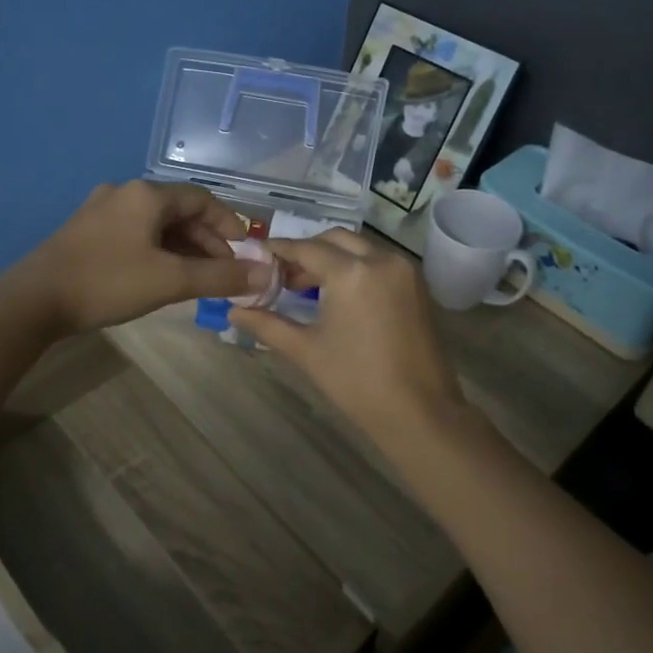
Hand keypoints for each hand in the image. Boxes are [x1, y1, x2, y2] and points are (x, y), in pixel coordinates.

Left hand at [19, 181, 271, 332]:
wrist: (33, 300)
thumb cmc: (108, 282)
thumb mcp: (170, 280)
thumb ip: (221, 277)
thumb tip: (266, 274)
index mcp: (146, 195)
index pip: (202, 200)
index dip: (229, 225)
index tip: (244, 254)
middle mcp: (124, 193)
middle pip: (179, 211)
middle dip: (206, 241)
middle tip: (223, 273)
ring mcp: (100, 211)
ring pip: (155, 224)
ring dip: (182, 248)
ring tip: (196, 279)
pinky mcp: (85, 231)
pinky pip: (134, 234)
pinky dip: (157, 251)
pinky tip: (160, 276)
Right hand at [228, 230, 465, 441]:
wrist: (419, 411)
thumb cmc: (356, 381)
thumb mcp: (306, 350)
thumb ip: (267, 325)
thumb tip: (234, 311)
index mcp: (351, 272)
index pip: (306, 249)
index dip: (279, 251)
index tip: (258, 256)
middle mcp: (381, 259)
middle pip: (334, 240)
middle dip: (307, 251)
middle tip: (282, 276)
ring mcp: (404, 271)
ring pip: (360, 248)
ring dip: (332, 258)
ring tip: (307, 287)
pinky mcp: (417, 286)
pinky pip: (379, 262)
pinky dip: (356, 267)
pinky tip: (339, 295)